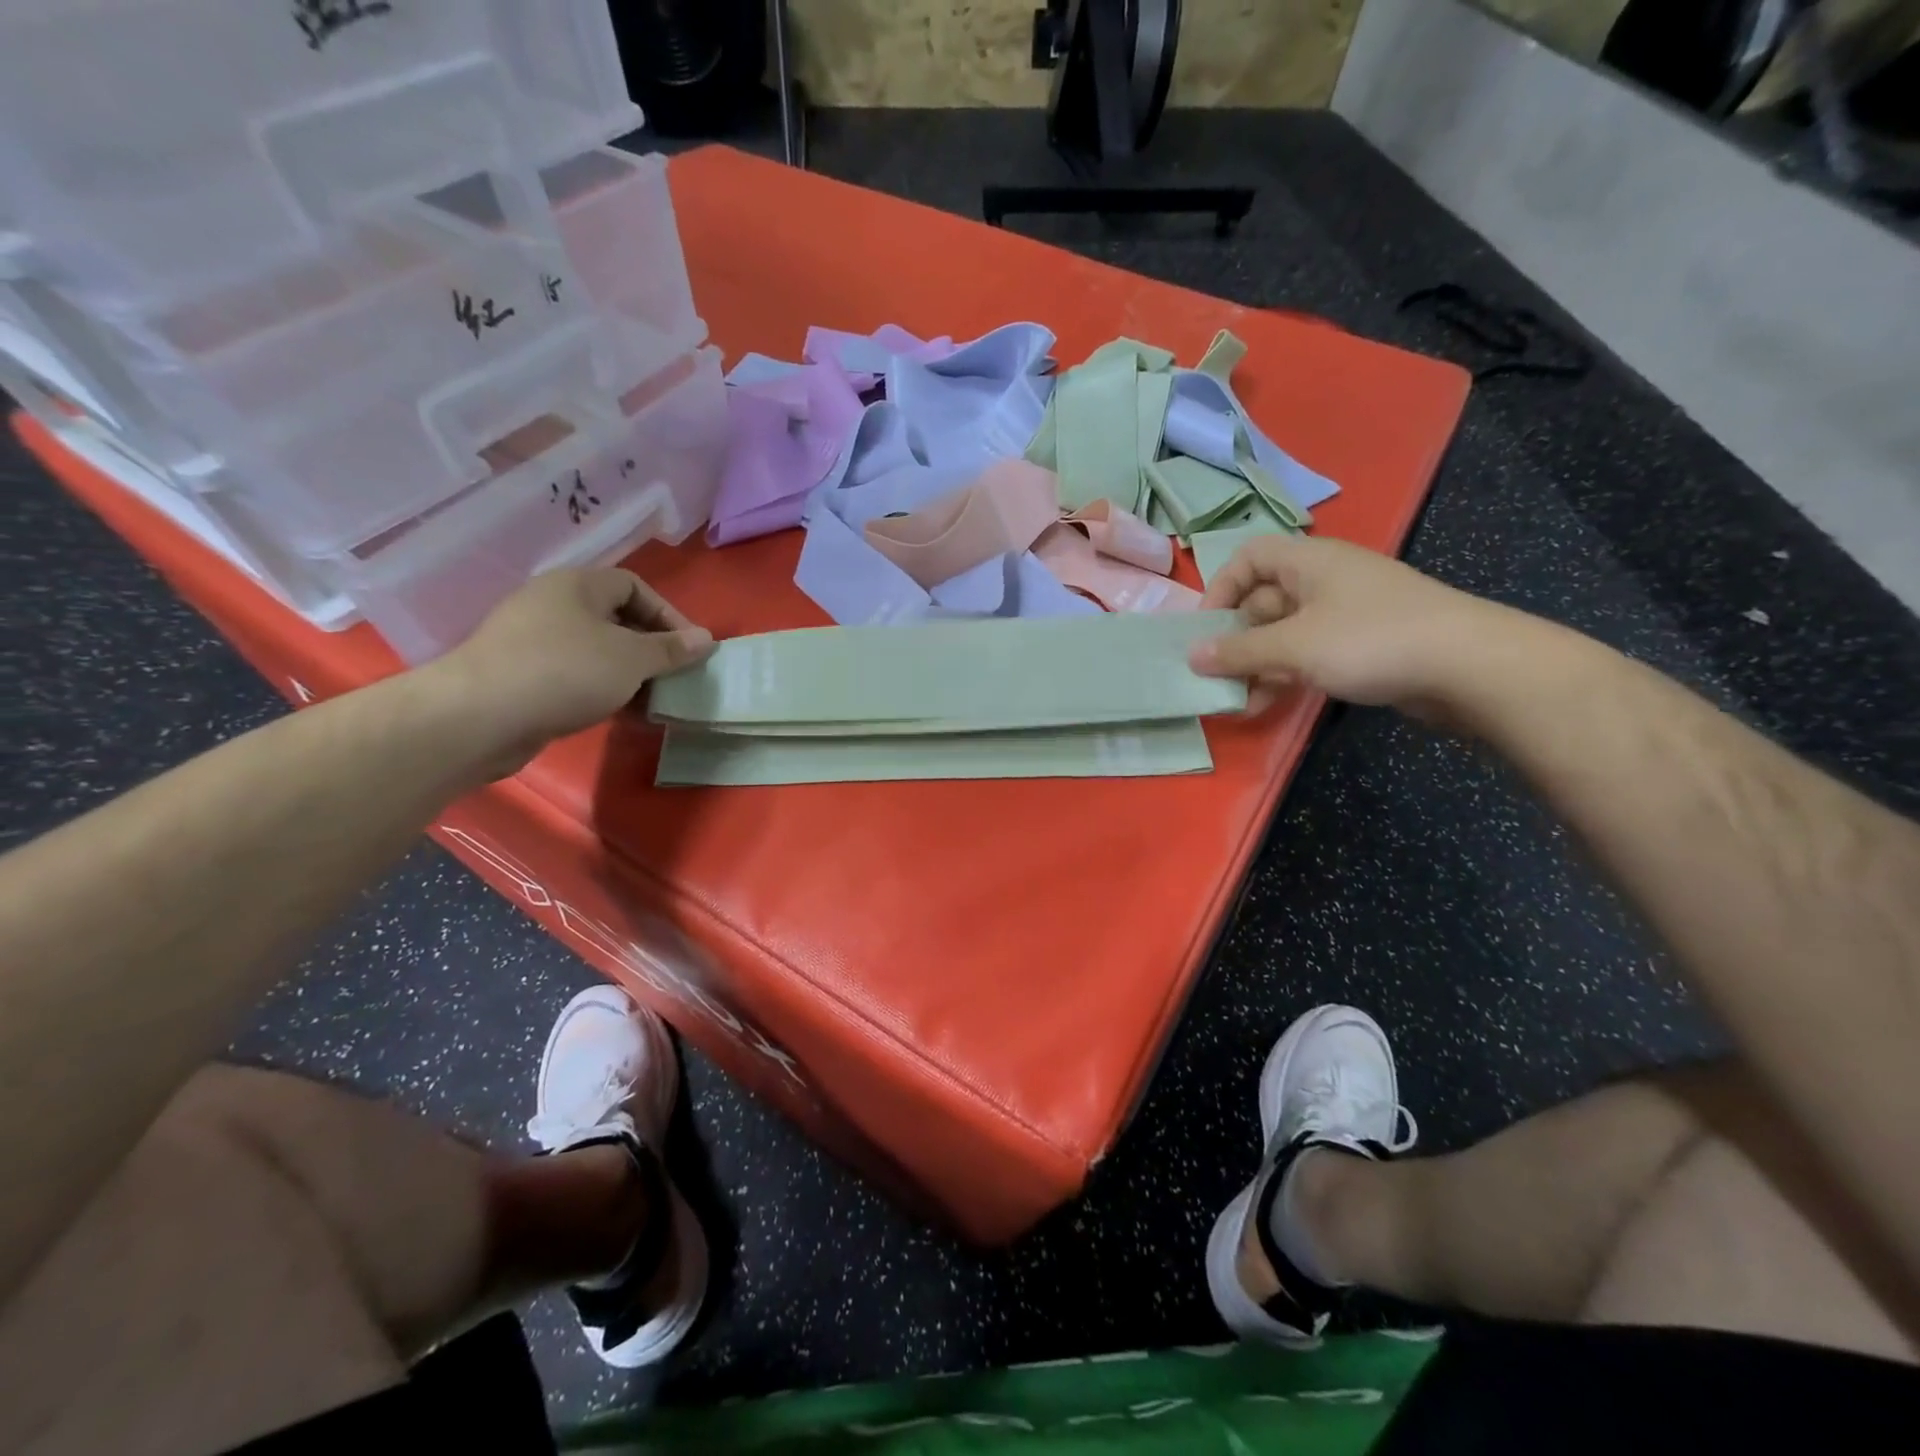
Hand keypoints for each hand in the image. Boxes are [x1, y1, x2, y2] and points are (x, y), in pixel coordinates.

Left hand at [431, 568, 712, 777]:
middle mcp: (553, 604)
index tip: (691, 648)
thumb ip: (671, 649)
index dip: (669, 614)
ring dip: (629, 673)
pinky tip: (618, 713)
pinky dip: (602, 689)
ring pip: (596, 650)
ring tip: (652, 700)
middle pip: (616, 618)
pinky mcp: (521, 675)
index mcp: (577, 585)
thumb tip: (706, 639)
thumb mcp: (632, 658)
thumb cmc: (566, 672)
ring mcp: (532, 640)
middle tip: (675, 676)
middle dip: (651, 648)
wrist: (480, 716)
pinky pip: (575, 674)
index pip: (635, 586)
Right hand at [1188, 534, 1510, 720]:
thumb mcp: (1295, 646)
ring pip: (1284, 633)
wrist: (1468, 666)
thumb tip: (1192, 656)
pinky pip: (1309, 653)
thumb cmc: (1371, 640)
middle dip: (1235, 638)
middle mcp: (1324, 580)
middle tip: (1213, 674)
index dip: (1220, 588)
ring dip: (1256, 664)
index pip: (1248, 558)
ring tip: (1235, 700)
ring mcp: (1345, 613)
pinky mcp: (1363, 645)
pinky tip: (1266, 705)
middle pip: (1262, 600)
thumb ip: (1239, 652)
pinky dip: (1285, 675)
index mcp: (1308, 561)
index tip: (1204, 629)